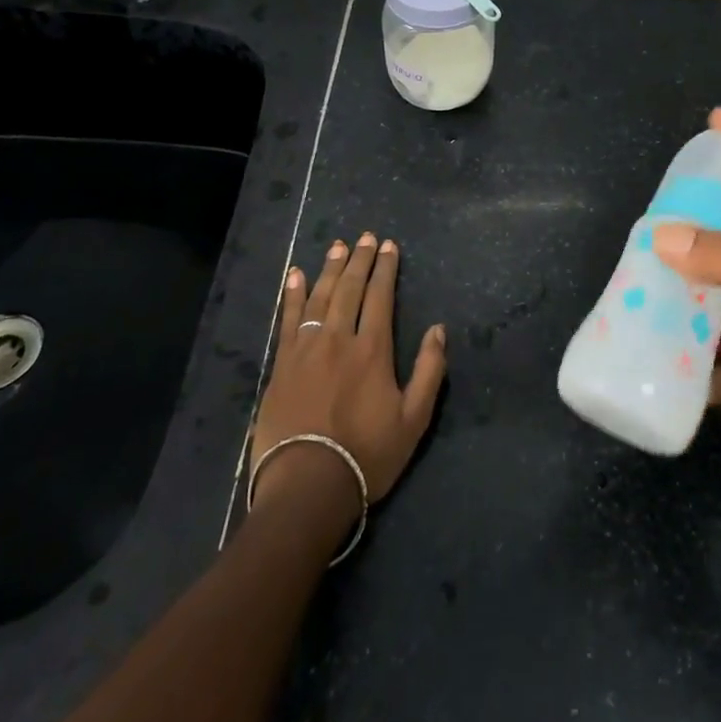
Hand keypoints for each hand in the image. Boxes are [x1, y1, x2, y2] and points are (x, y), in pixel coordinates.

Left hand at [253, 233, 448, 507]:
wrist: (307, 485)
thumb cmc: (366, 455)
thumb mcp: (413, 420)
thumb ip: (429, 371)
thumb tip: (439, 330)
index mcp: (373, 349)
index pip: (380, 296)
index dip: (386, 269)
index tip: (389, 246)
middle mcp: (339, 339)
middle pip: (350, 288)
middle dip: (360, 259)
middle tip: (365, 236)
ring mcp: (306, 349)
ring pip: (320, 297)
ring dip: (330, 268)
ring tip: (337, 246)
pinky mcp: (282, 364)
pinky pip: (288, 319)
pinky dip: (293, 295)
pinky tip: (296, 275)